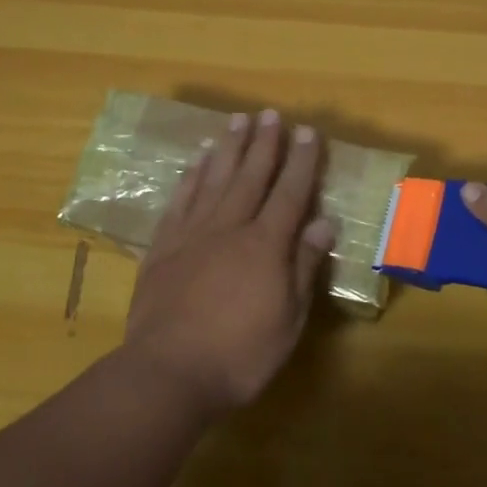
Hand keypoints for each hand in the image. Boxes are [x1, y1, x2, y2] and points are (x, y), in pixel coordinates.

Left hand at [123, 109, 335, 418]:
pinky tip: (197, 162)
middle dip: (263, 143)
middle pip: (250, 176)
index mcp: (265, 245)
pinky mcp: (163, 248)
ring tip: (236, 122)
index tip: (306, 131)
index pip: (290, 193)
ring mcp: (192, 235)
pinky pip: (180, 202)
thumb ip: (303, 266)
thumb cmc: (240, 354)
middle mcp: (229, 228)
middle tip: (269, 113)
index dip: (301, 161)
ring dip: (228, 149)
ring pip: (214, 180)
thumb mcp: (288, 318)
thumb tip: (323, 222)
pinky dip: (190, 178)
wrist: (168, 373)